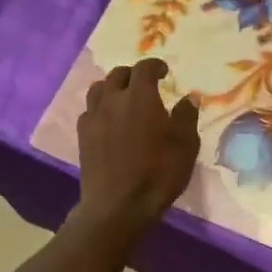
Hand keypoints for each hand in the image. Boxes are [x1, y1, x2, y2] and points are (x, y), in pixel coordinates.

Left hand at [74, 59, 200, 238]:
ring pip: (98, 89)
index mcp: (140, 97)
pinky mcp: (82, 136)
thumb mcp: (186, 145)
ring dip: (112, 87)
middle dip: (133, 74)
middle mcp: (113, 100)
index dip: (155, 66)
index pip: (144, 68)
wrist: (118, 206)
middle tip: (145, 84)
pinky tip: (108, 120)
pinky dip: (100, 108)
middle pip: (118, 75)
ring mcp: (94, 117)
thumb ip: (187, 116)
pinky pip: (89, 111)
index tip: (164, 71)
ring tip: (123, 97)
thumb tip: (188, 98)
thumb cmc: (158, 173)